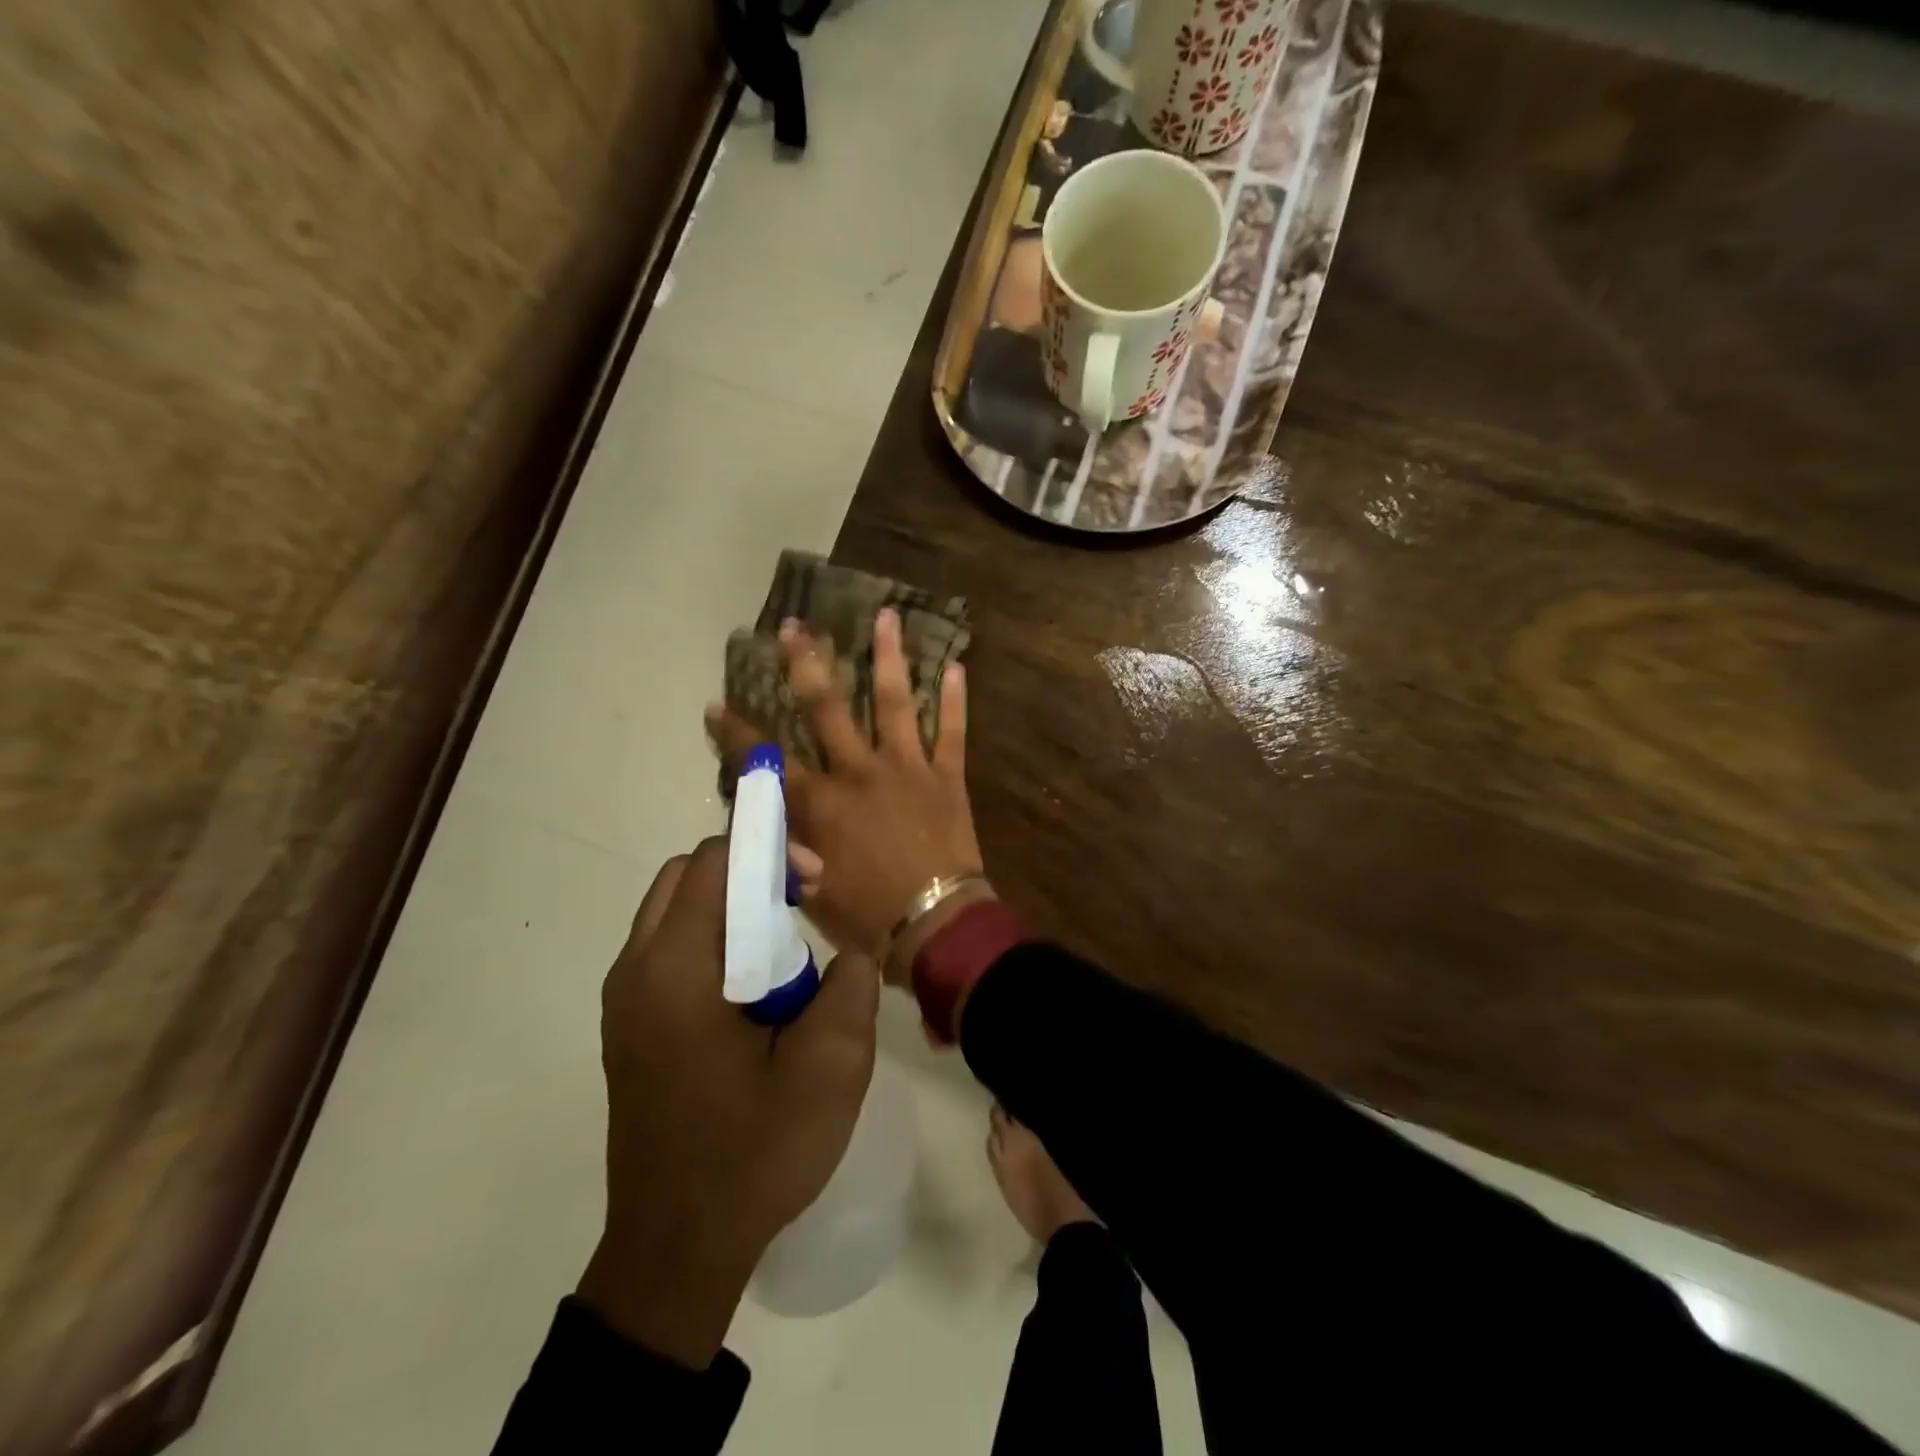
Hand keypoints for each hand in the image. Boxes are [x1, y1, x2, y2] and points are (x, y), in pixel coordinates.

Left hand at [578, 837, 878, 1367]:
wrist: (676, 1251)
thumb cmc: (753, 1155)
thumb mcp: (830, 1069)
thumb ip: (850, 988)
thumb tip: (846, 954)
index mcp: (675, 971)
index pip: (712, 862)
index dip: (767, 850)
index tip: (814, 882)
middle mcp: (635, 972)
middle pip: (686, 877)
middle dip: (747, 872)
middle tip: (799, 906)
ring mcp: (623, 1001)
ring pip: (675, 912)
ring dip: (730, 908)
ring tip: (781, 954)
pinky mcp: (627, 1027)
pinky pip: (668, 951)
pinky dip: (711, 942)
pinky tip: (751, 993)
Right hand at [706, 608, 984, 982]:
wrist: (936, 924)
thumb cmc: (867, 915)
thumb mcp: (809, 887)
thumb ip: (789, 844)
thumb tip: (770, 818)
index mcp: (821, 802)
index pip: (767, 760)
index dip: (737, 733)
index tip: (717, 704)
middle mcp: (859, 771)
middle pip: (826, 707)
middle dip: (806, 664)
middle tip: (795, 626)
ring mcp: (907, 767)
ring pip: (894, 701)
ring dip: (889, 657)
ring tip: (886, 616)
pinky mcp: (947, 775)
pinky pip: (953, 730)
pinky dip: (955, 700)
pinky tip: (956, 666)